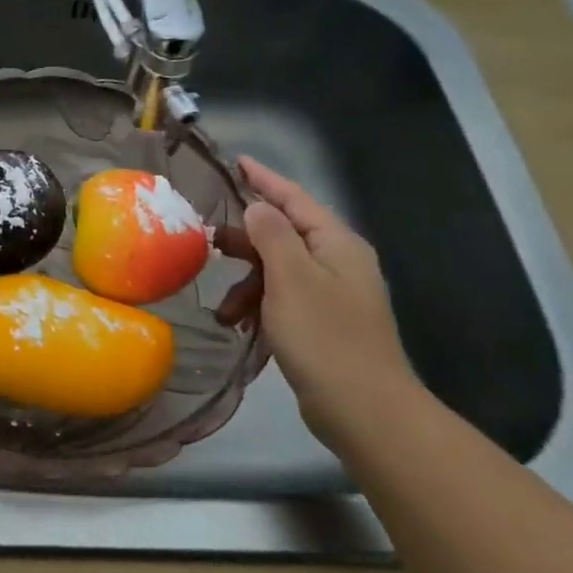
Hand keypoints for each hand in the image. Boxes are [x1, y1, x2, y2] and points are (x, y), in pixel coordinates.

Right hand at [238, 157, 419, 448]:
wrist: (366, 410)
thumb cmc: (325, 337)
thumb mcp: (290, 278)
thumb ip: (271, 235)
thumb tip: (256, 207)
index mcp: (336, 244)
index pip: (295, 198)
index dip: (264, 179)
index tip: (235, 161)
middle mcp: (337, 262)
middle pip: (283, 234)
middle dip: (245, 240)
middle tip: (207, 239)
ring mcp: (332, 294)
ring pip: (277, 270)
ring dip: (247, 283)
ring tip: (223, 307)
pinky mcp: (322, 323)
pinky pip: (281, 299)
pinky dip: (258, 307)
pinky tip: (238, 325)